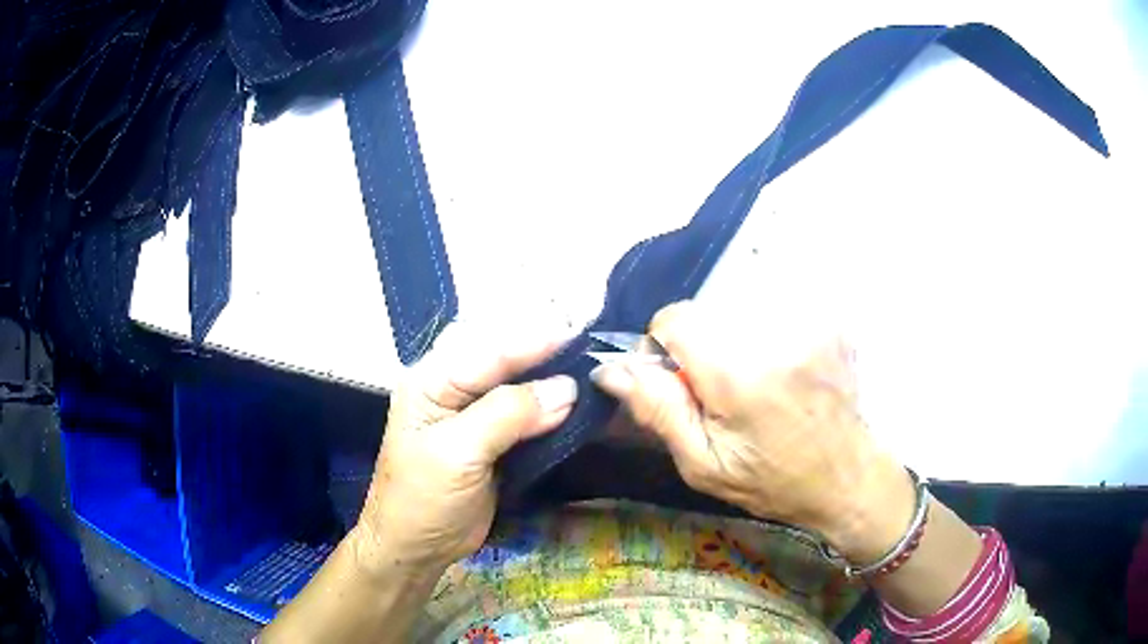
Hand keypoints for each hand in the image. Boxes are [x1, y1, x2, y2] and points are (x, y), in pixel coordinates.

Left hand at [351, 323, 577, 577]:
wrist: (416, 547)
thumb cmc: (424, 499)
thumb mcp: (458, 453)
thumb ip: (507, 415)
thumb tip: (566, 388)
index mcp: (431, 382)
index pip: (487, 351)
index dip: (533, 342)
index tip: (578, 334)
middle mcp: (450, 388)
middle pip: (500, 357)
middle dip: (540, 349)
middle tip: (585, 341)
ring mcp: (470, 413)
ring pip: (514, 382)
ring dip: (547, 375)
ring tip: (585, 364)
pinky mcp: (490, 438)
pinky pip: (522, 411)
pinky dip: (546, 404)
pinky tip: (569, 398)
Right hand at [590, 301, 914, 560]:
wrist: (847, 477)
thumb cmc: (773, 481)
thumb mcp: (705, 464)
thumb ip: (657, 411)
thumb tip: (610, 369)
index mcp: (740, 375)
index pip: (676, 318)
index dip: (662, 346)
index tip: (676, 382)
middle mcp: (776, 335)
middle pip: (707, 313)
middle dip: (699, 347)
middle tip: (718, 394)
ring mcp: (809, 324)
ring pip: (738, 311)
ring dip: (732, 342)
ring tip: (754, 387)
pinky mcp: (828, 322)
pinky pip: (772, 313)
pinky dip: (764, 338)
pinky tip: (781, 376)